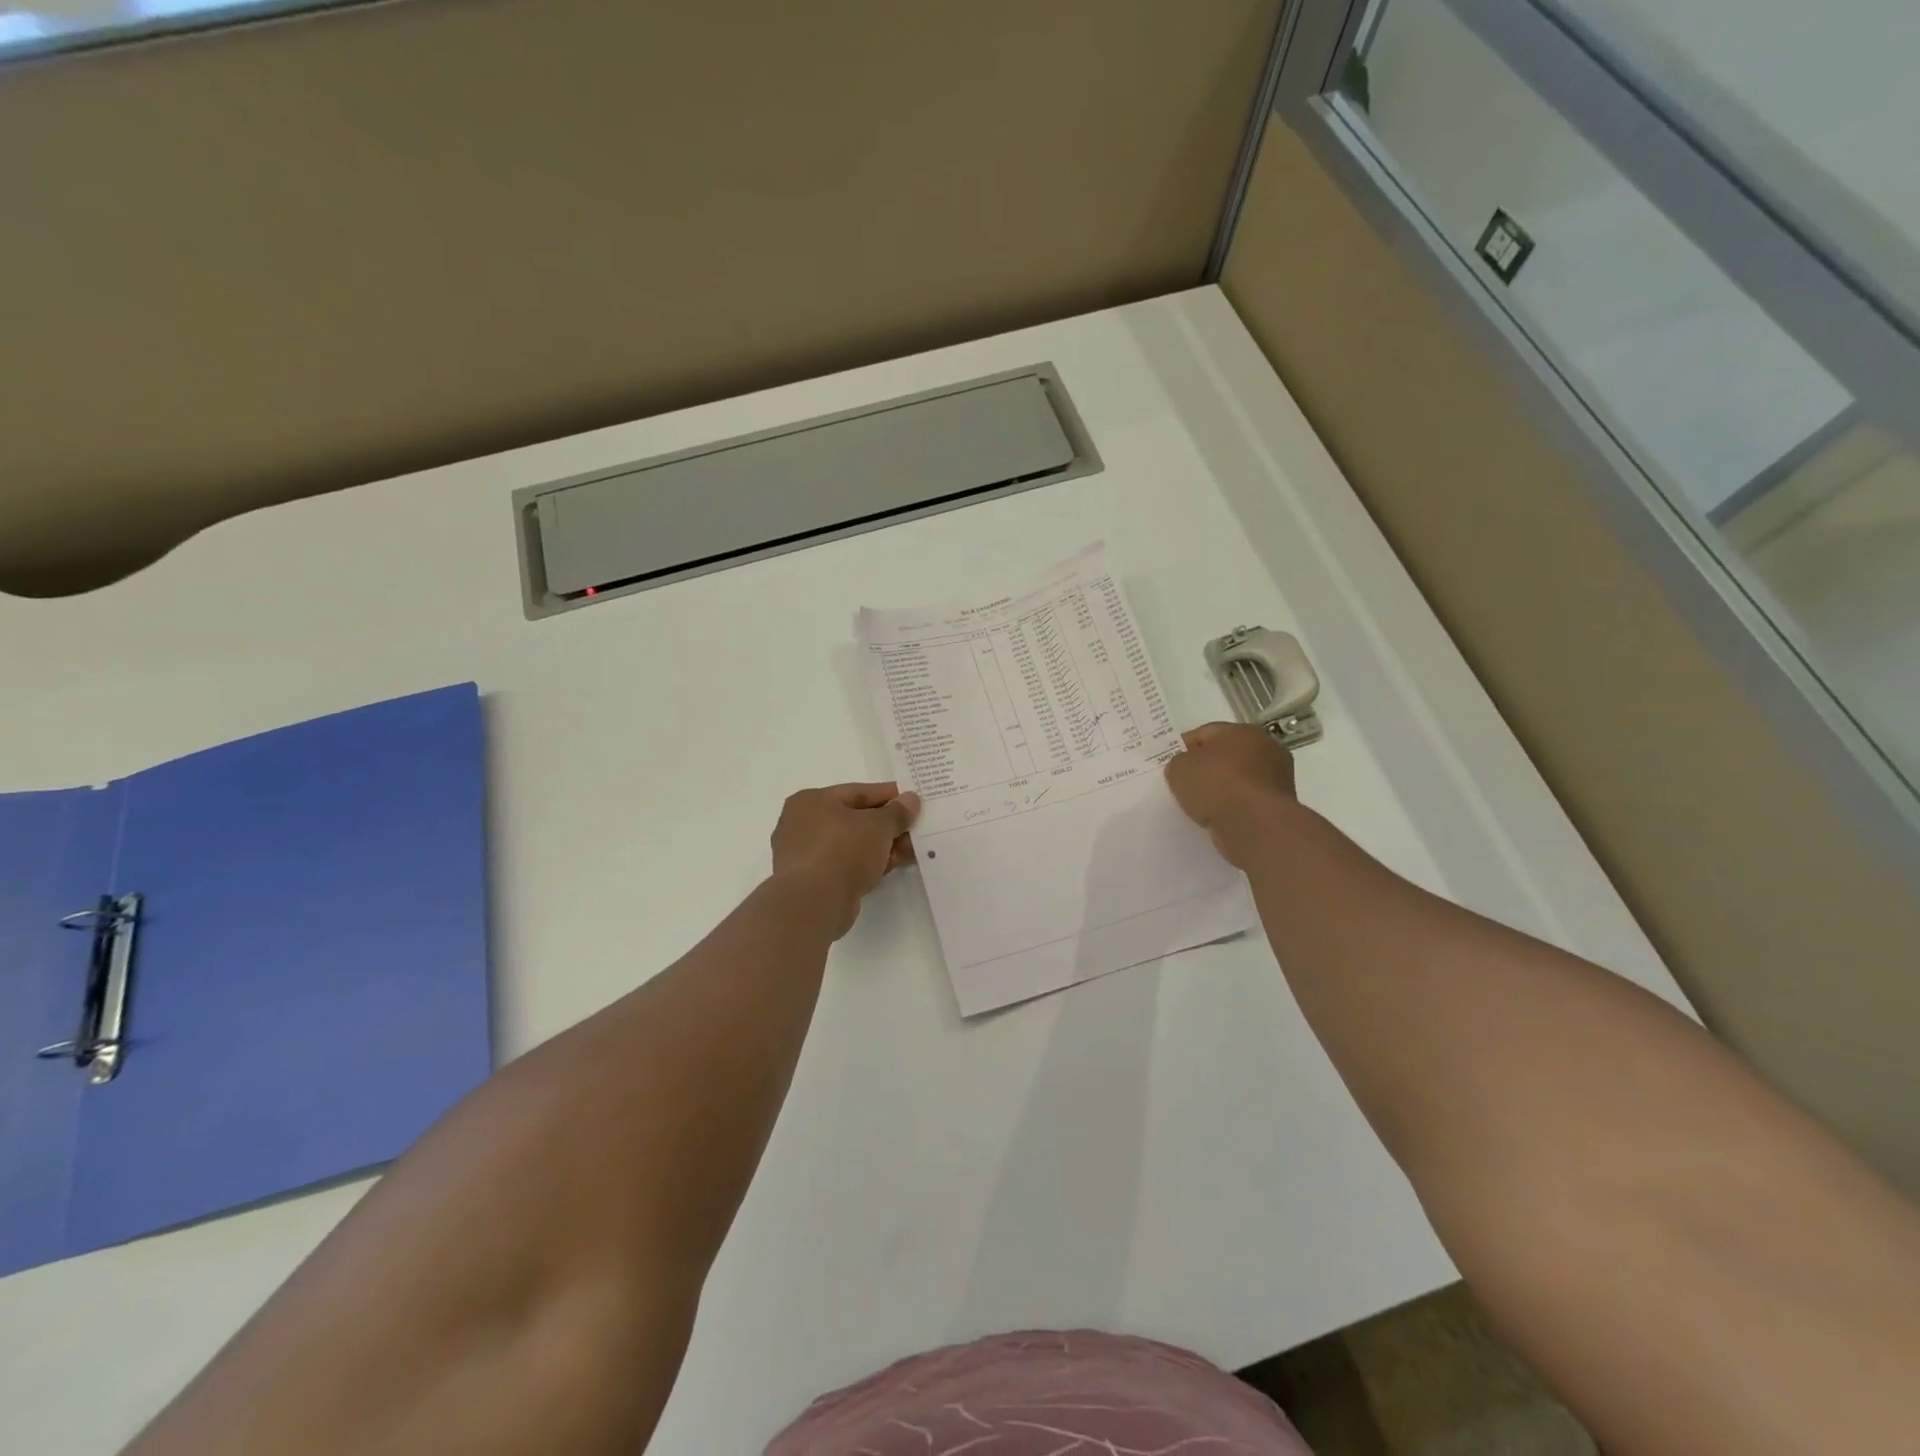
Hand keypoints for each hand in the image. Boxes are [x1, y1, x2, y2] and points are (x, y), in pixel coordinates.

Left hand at [770, 782, 921, 937]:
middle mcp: (802, 823)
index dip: (890, 796)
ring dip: (881, 846)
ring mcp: (805, 854)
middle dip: (888, 825)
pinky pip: (846, 864)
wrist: (813, 904)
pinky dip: (868, 864)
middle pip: (855, 819)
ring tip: (911, 851)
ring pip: (852, 844)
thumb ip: (897, 812)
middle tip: (916, 829)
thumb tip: (910, 799)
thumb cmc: (842, 851)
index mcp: (812, 800)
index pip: (858, 792)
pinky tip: (892, 866)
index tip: (914, 801)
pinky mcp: (812, 881)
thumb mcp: (878, 826)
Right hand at [1164, 722, 1298, 867]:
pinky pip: (1245, 802)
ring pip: (1237, 780)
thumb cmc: (1217, 785)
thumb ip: (1179, 763)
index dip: (1184, 748)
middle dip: (1205, 769)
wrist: (1255, 825)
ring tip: (1198, 806)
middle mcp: (1266, 749)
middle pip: (1225, 756)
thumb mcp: (1180, 768)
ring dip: (1220, 791)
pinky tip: (1216, 819)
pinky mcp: (1278, 806)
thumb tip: (1185, 768)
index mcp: (1243, 730)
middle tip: (1184, 784)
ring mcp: (1276, 778)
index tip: (1171, 765)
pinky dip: (1232, 809)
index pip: (1205, 734)